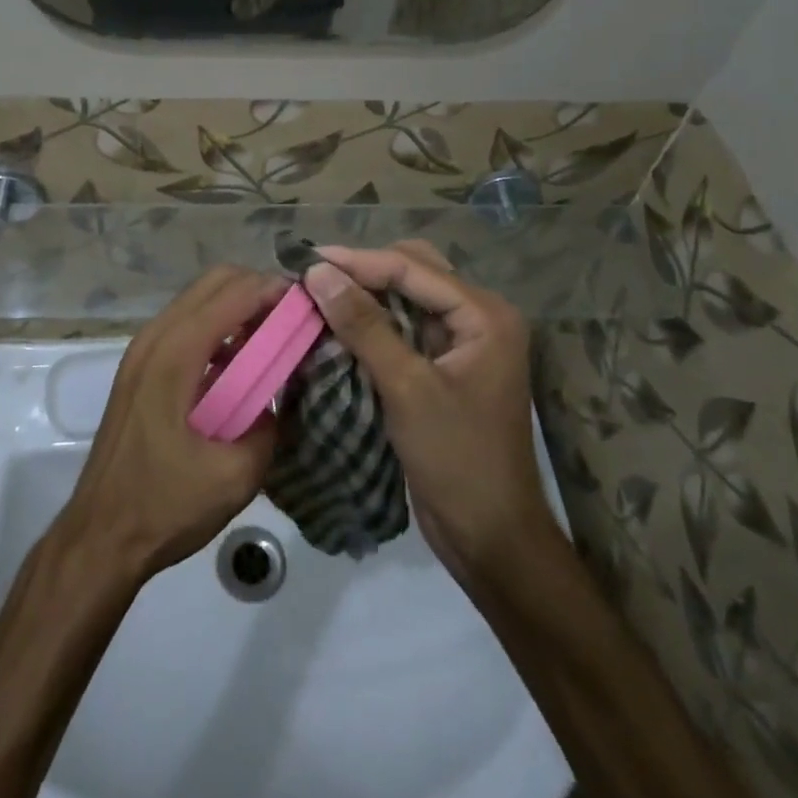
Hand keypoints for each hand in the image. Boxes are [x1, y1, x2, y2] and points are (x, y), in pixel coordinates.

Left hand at [63, 266, 285, 577]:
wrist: (100, 537)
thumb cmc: (165, 505)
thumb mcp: (235, 475)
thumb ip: (269, 426)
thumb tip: (282, 398)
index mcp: (175, 354)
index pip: (233, 292)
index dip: (275, 290)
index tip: (310, 306)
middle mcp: (155, 337)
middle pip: (214, 282)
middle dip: (258, 290)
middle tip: (294, 320)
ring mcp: (142, 350)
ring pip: (198, 300)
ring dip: (237, 306)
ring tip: (274, 338)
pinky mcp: (140, 368)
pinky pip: (186, 325)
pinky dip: (218, 326)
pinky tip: (240, 364)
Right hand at [303, 242, 556, 590]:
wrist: (491, 537)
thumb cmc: (457, 460)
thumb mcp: (407, 388)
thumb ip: (364, 326)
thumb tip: (319, 272)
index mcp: (485, 314)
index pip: (412, 269)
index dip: (358, 261)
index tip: (307, 259)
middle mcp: (479, 317)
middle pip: (414, 271)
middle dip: (363, 270)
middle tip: (313, 275)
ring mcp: (463, 342)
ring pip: (407, 297)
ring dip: (366, 293)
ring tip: (318, 292)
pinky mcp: (445, 366)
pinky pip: (405, 326)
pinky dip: (372, 322)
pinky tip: (339, 323)